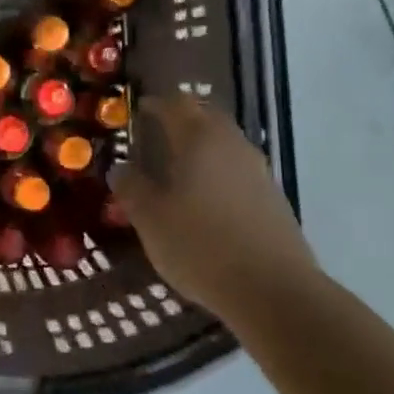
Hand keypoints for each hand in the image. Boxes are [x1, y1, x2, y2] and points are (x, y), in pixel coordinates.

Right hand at [114, 95, 313, 313]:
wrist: (273, 290)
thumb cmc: (201, 245)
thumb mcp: (150, 218)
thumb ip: (131, 187)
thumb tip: (119, 168)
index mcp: (199, 138)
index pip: (175, 103)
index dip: (155, 103)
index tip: (137, 111)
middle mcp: (232, 143)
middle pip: (205, 117)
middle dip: (182, 121)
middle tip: (157, 136)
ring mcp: (258, 169)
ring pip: (225, 144)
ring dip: (203, 149)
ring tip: (180, 171)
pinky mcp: (274, 197)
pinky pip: (239, 171)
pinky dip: (220, 174)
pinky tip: (208, 201)